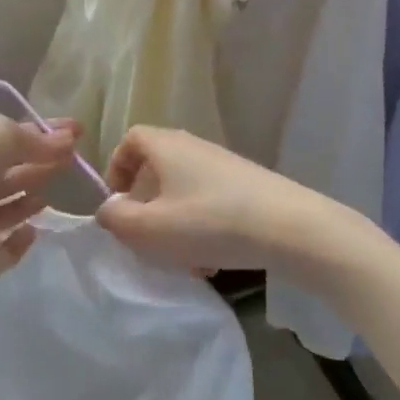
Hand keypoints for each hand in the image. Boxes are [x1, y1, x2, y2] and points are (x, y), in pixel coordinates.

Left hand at [0, 116, 79, 278]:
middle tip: (72, 160)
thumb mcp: (2, 133)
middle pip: (10, 175)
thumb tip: (70, 138)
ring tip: (52, 192)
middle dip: (39, 166)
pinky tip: (32, 231)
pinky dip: (19, 244)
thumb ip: (36, 138)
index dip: (40, 136)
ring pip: (7, 210)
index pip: (8, 141)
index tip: (76, 133)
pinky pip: (4, 251)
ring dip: (29, 201)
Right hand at [95, 126, 336, 276]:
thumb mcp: (151, 228)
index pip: (131, 139)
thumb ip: (117, 219)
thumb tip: (109, 209)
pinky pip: (210, 202)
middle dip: (147, 205)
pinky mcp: (247, 185)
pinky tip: (212, 260)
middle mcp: (193, 147)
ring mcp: (223, 165)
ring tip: (182, 260)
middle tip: (146, 236)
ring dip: (175, 223)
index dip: (117, 167)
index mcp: (166, 146)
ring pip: (184, 191)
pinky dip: (202, 227)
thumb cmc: (210, 222)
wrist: (290, 227)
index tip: (117, 202)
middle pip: (157, 168)